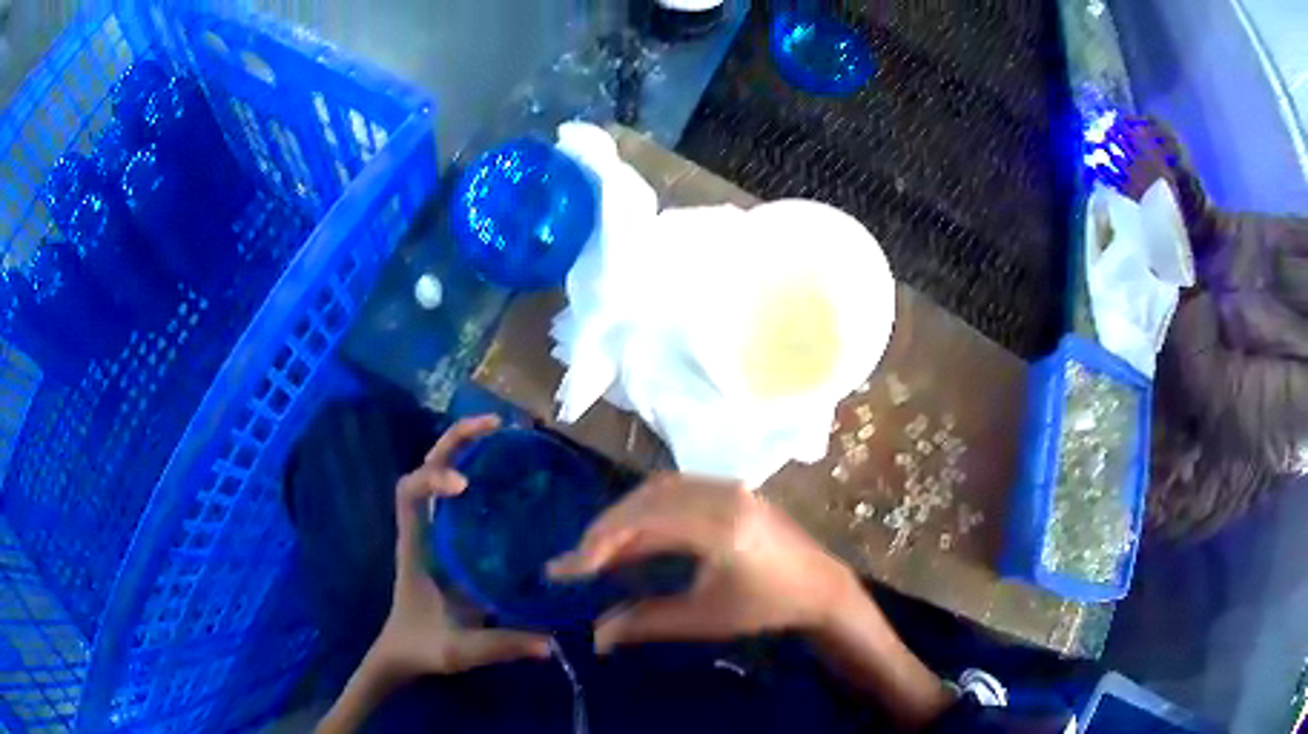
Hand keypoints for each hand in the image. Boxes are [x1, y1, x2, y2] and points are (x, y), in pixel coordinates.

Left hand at [369, 415, 551, 679]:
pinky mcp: (449, 543)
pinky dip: (479, 474)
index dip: (433, 477)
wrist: (401, 653)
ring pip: (440, 475)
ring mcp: (434, 533)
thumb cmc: (420, 645)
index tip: (466, 486)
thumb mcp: (457, 651)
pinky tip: (510, 475)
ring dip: (466, 449)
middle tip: (495, 425)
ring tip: (504, 434)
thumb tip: (551, 642)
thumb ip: (499, 646)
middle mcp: (422, 530)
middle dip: (455, 441)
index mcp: (414, 547)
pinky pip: (460, 499)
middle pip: (425, 467)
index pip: (409, 492)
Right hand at [548, 473, 860, 651]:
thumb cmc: (766, 606)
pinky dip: (647, 511)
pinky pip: (677, 491)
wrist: (820, 588)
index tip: (567, 570)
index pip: (642, 522)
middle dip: (605, 530)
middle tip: (578, 562)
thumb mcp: (705, 617)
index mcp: (718, 525)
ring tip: (599, 551)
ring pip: (659, 490)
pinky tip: (636, 537)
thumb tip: (597, 636)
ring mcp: (729, 486)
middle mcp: (722, 493)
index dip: (597, 544)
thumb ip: (647, 622)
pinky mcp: (732, 490)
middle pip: (646, 499)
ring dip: (625, 517)